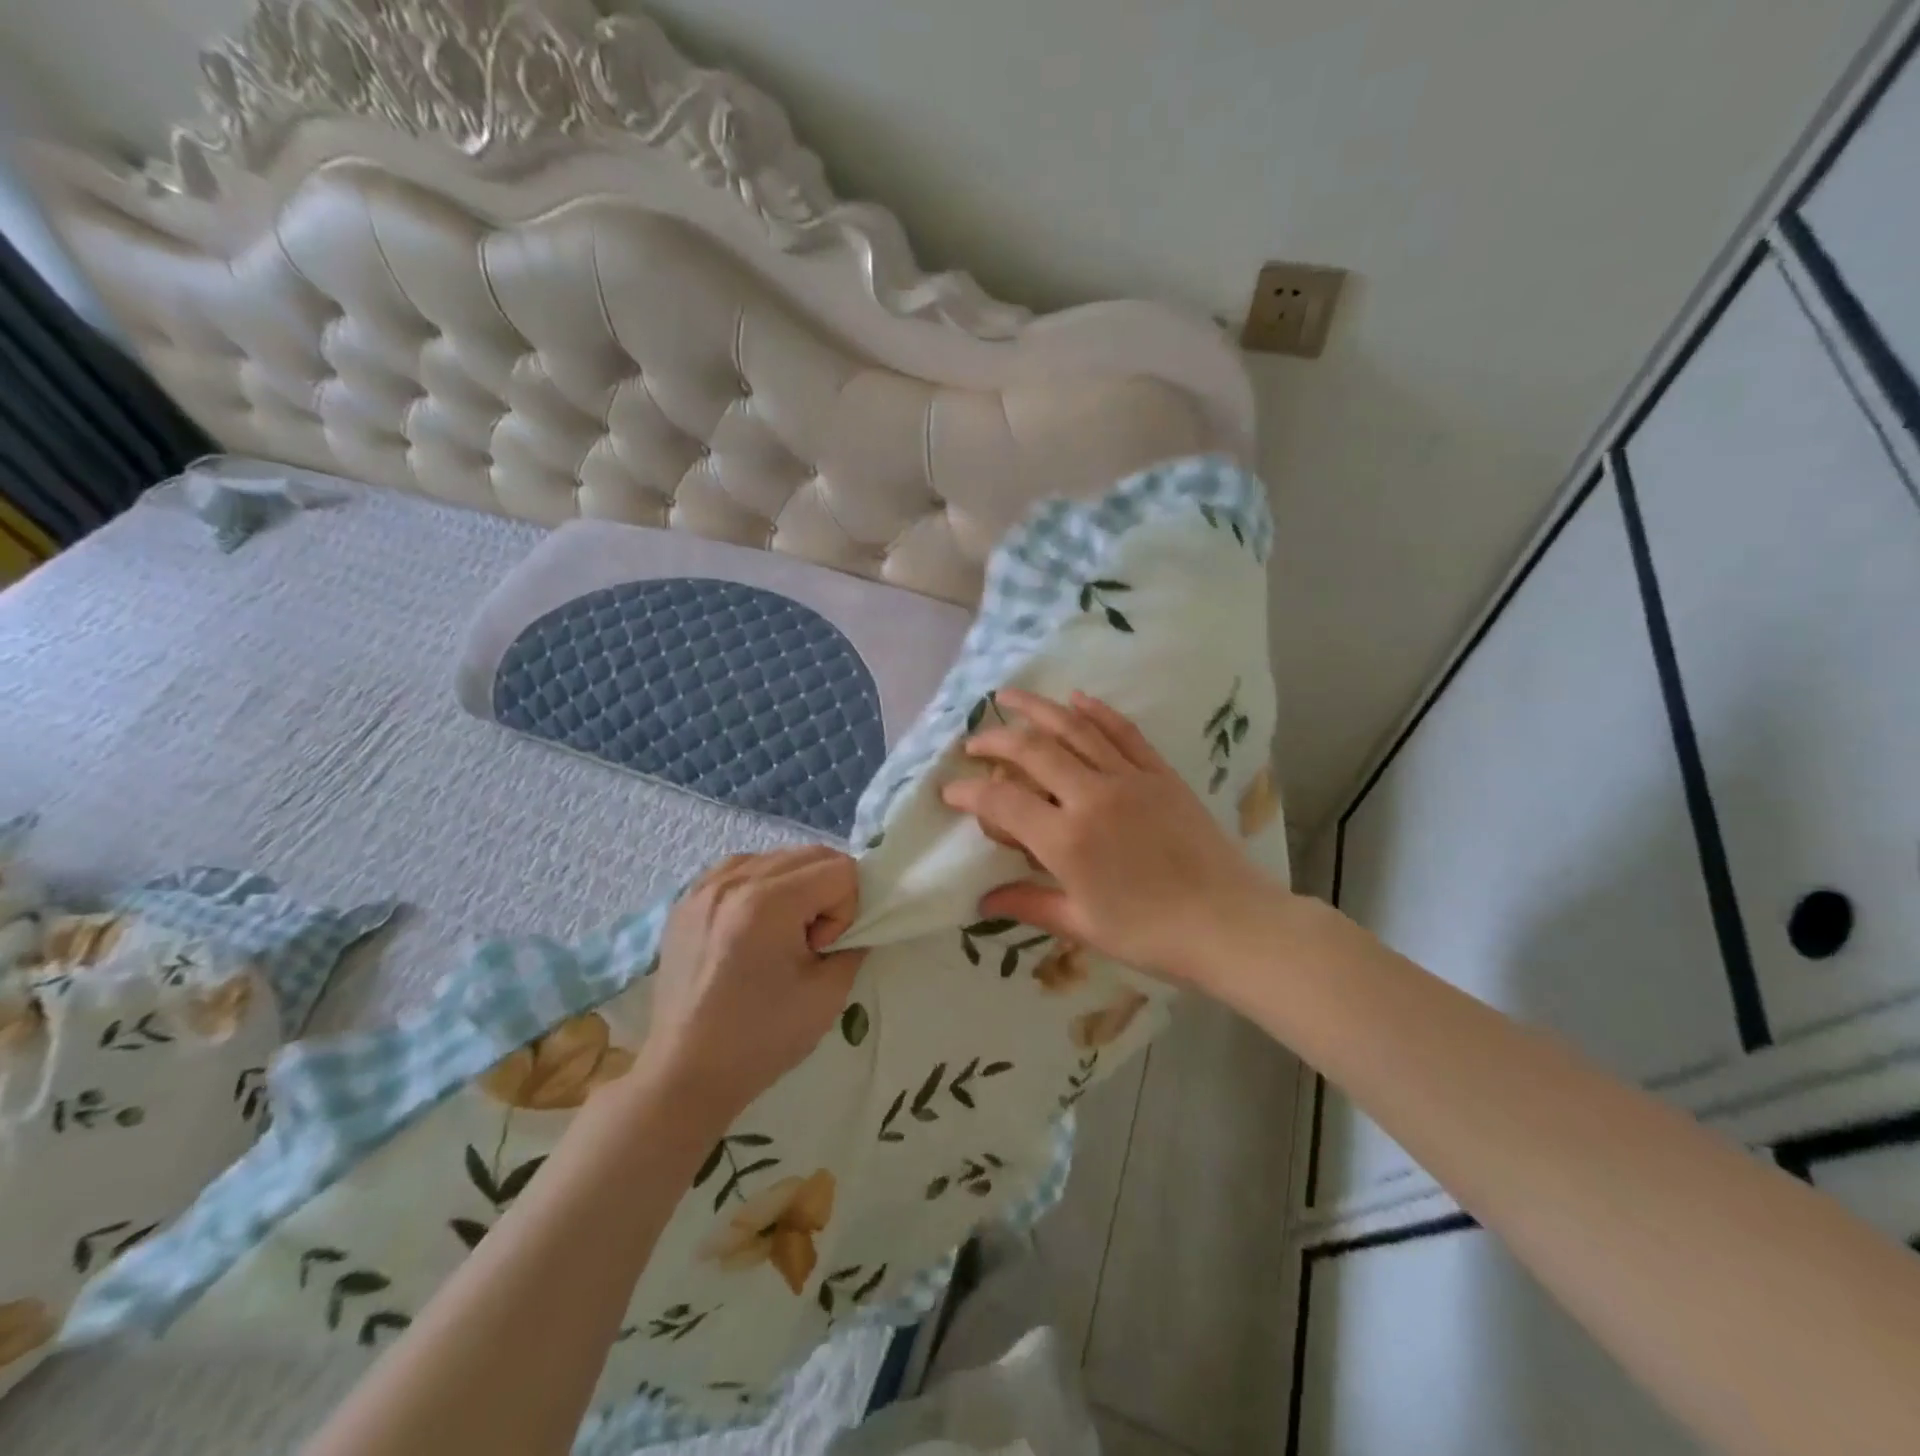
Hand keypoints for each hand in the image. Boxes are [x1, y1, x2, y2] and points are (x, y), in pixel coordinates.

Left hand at [636, 847, 866, 1117]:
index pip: (840, 869)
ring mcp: (704, 887)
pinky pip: (740, 868)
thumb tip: (853, 924)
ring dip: (794, 887)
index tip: (822, 950)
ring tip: (778, 935)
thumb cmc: (761, 1039)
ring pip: (776, 857)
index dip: (846, 910)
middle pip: (810, 853)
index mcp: (768, 902)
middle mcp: (733, 881)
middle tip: (808, 942)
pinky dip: (760, 886)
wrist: (686, 1073)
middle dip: (824, 892)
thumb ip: (853, 944)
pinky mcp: (686, 900)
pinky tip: (752, 927)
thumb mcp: (828, 994)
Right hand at [941, 689, 1276, 989]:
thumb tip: (984, 903)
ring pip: (1075, 729)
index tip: (949, 790)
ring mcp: (1129, 778)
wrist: (1229, 923)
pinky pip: (1123, 732)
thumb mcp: (1082, 924)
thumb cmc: (1150, 934)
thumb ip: (1030, 903)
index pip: (1002, 800)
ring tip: (1010, 696)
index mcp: (1066, 839)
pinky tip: (1077, 698)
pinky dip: (1097, 711)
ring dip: (1038, 709)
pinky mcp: (1160, 773)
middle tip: (974, 741)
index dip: (969, 791)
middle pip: (1032, 750)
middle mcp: (1091, 796)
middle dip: (995, 739)